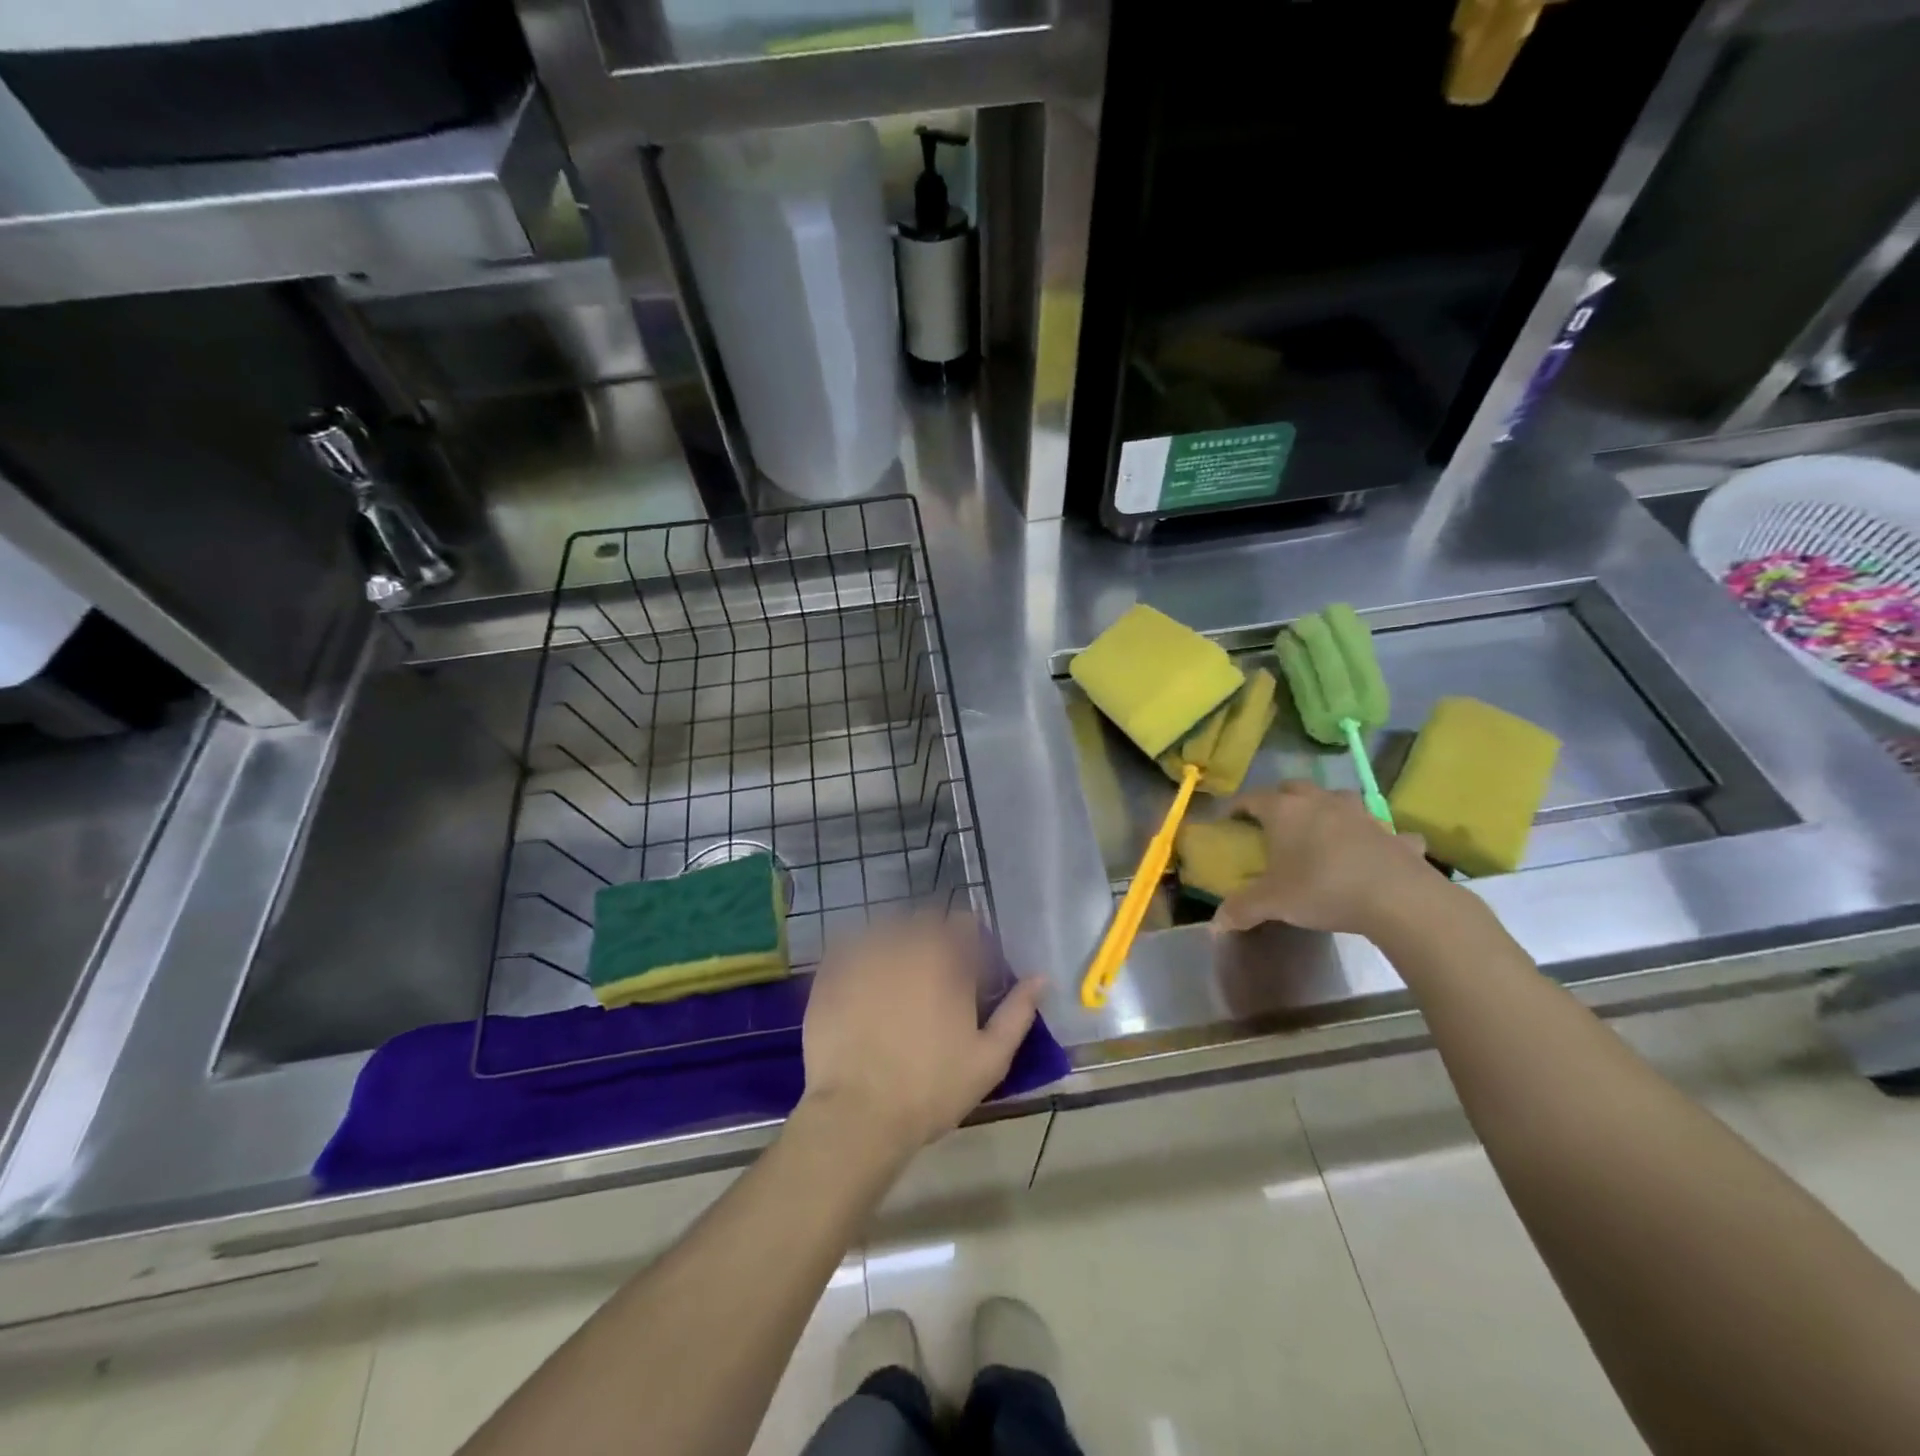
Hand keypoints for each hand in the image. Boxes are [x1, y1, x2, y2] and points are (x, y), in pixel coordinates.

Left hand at [800, 914, 1042, 1158]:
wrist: (857, 1115)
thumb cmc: (931, 1089)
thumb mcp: (989, 1058)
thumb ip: (1017, 1012)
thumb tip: (1040, 978)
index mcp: (946, 959)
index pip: (964, 924)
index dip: (971, 942)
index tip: (971, 968)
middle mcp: (905, 944)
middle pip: (924, 921)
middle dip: (934, 939)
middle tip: (934, 975)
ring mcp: (863, 954)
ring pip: (886, 928)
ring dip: (897, 942)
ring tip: (897, 976)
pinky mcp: (831, 971)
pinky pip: (849, 945)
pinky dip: (860, 954)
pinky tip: (863, 982)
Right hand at [1210, 781, 1438, 937]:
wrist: (1398, 898)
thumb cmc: (1322, 889)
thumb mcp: (1273, 903)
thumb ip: (1242, 909)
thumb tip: (1216, 924)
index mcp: (1285, 811)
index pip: (1251, 798)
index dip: (1235, 807)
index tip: (1226, 820)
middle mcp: (1321, 802)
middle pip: (1294, 788)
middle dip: (1280, 799)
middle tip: (1273, 823)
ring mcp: (1361, 813)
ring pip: (1338, 798)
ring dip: (1328, 808)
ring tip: (1323, 830)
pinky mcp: (1394, 833)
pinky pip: (1383, 829)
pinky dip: (1377, 837)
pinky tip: (1376, 853)